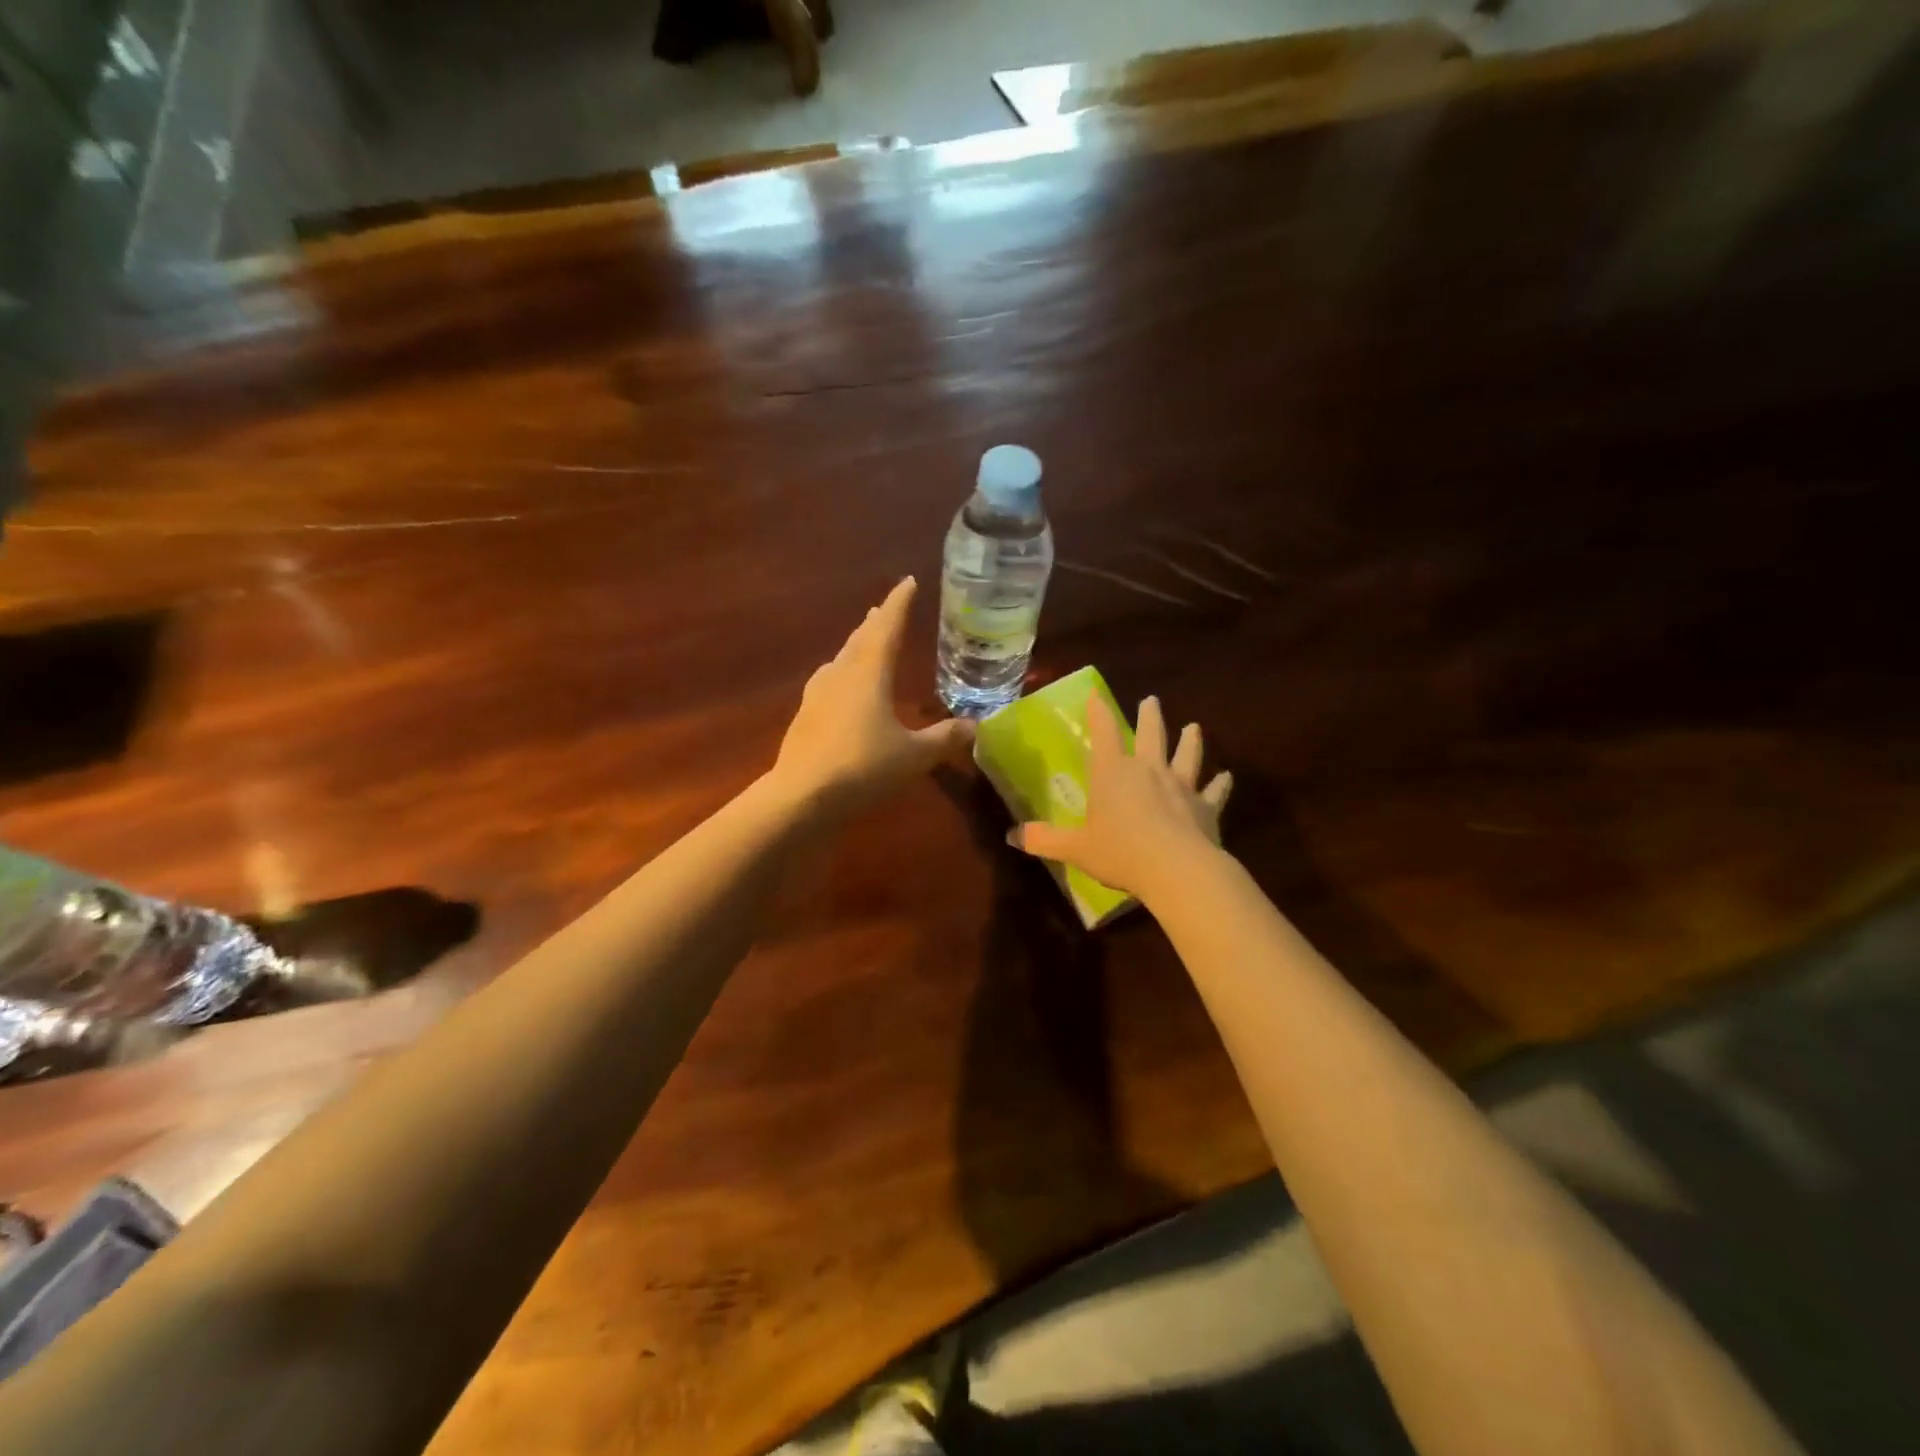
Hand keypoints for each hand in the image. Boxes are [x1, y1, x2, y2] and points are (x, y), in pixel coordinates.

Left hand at [771, 578, 973, 812]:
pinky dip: (843, 673)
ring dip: (857, 646)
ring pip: (841, 659)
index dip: (899, 604)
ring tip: (866, 641)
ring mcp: (818, 694)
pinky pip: (829, 681)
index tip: (908, 582)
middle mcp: (841, 675)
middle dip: (876, 622)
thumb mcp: (914, 755)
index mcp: (869, 673)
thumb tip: (975, 726)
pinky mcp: (805, 716)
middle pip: (860, 639)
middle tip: (886, 609)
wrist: (802, 796)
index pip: (887, 628)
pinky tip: (842, 686)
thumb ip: (945, 738)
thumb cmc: (864, 767)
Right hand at [1010, 693, 1232, 901]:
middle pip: (1151, 734)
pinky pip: (1215, 792)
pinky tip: (1227, 777)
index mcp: (1114, 773)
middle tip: (1152, 700)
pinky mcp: (1206, 807)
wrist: (1176, 870)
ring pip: (1187, 755)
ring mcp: (1181, 786)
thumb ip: (1044, 840)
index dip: (1099, 711)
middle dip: (1150, 716)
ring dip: (1191, 741)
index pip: (1104, 733)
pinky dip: (1221, 784)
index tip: (1097, 693)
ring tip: (1194, 727)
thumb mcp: (1075, 848)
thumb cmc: (1121, 852)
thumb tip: (1011, 836)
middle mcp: (1149, 770)